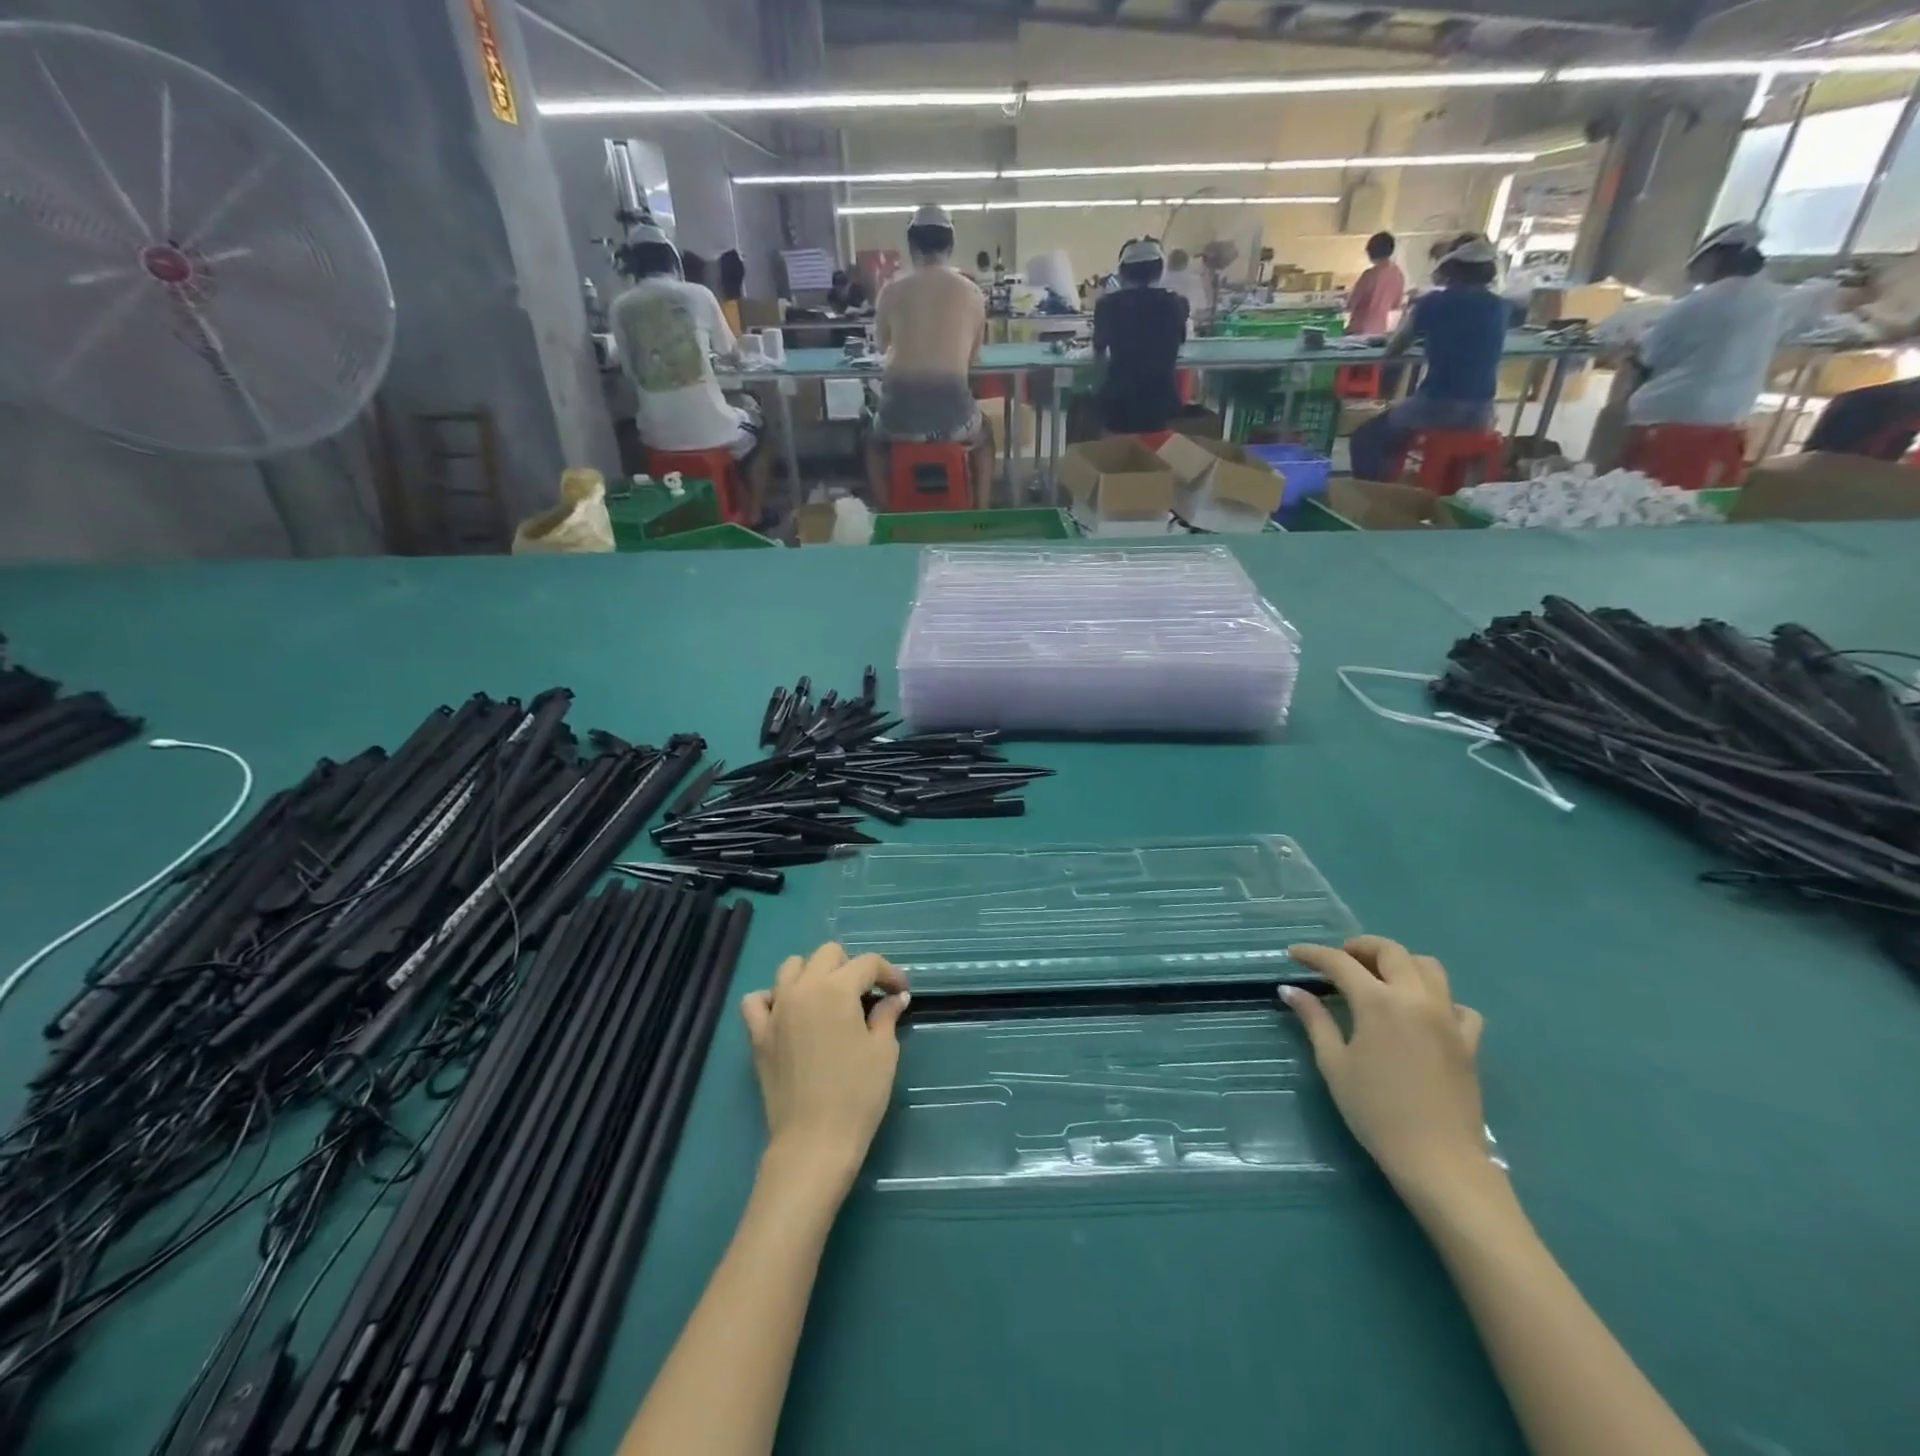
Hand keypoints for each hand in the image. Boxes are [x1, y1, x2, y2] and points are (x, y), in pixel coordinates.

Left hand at [740, 943, 909, 1193]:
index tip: (901, 992)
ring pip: (791, 967)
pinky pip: (757, 1000)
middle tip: (866, 995)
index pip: (867, 963)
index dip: (889, 973)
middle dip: (851, 966)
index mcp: (837, 989)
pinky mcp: (758, 1034)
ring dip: (813, 974)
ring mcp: (776, 1010)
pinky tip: (788, 1013)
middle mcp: (803, 989)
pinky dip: (772, 998)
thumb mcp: (883, 1052)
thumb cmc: (857, 1095)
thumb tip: (895, 997)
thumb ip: (887, 1015)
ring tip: (828, 999)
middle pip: (827, 954)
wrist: (814, 1142)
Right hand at [1283, 937, 1491, 1202]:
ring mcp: (1448, 1018)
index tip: (1295, 955)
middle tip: (1339, 960)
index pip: (1340, 962)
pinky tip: (1423, 1015)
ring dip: (1401, 963)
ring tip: (1380, 978)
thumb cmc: (1376, 1111)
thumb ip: (1315, 1020)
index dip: (1314, 954)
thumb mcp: (1334, 1064)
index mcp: (1378, 1002)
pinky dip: (1439, 999)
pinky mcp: (1469, 1042)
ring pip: (1429, 968)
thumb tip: (1291, 990)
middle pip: (1391, 952)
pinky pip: (1459, 1005)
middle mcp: (1416, 999)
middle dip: (1360, 947)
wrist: (1439, 1160)